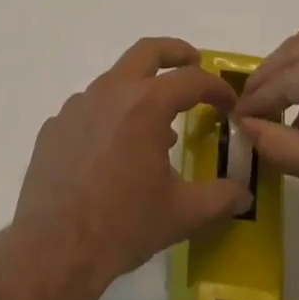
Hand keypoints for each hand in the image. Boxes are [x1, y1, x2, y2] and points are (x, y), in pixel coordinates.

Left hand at [12, 38, 253, 291]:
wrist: (55, 248)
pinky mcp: (56, 124)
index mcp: (146, 104)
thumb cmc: (124, 225)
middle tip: (192, 61)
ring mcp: (79, 104)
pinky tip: (111, 150)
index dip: (215, 87)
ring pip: (115, 80)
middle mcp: (112, 90)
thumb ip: (218, 198)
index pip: (191, 80)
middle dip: (175, 52)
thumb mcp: (181, 214)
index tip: (228, 102)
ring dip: (139, 89)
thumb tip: (243, 192)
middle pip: (148, 51)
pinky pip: (88, 109)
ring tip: (154, 124)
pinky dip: (108, 117)